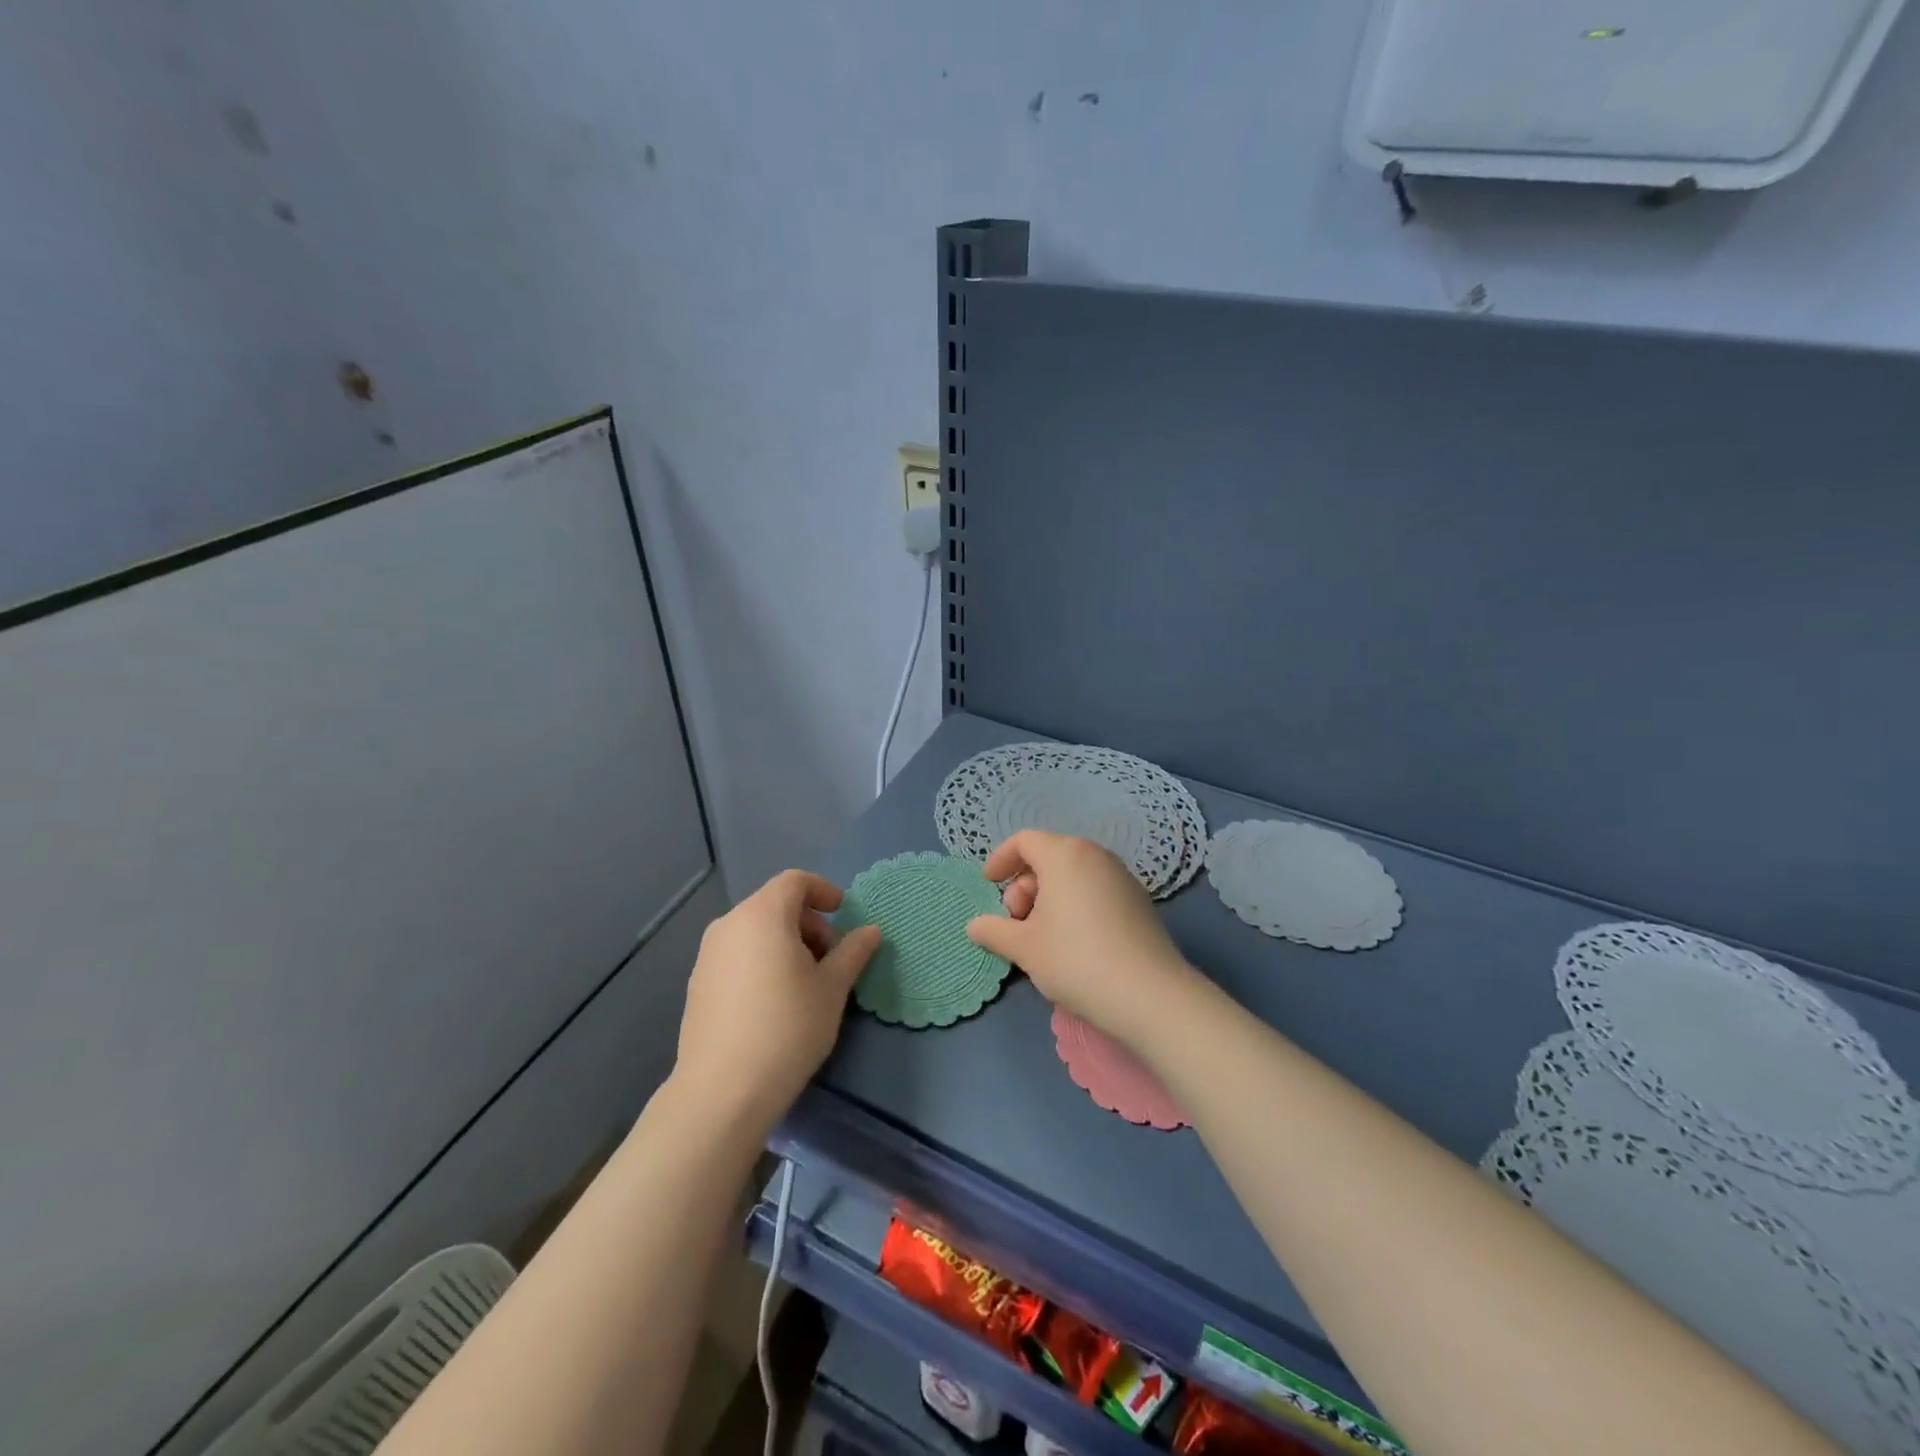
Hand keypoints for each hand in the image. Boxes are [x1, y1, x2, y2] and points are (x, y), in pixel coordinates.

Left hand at [674, 870, 881, 1128]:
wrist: (722, 1091)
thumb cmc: (788, 1027)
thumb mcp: (832, 988)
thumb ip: (853, 951)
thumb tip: (870, 931)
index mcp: (763, 914)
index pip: (795, 881)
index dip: (824, 891)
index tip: (843, 915)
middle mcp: (729, 924)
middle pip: (775, 904)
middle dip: (808, 923)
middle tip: (830, 959)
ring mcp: (707, 954)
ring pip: (755, 930)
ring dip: (786, 942)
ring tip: (805, 983)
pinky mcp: (698, 983)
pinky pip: (737, 954)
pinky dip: (761, 960)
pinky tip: (774, 1002)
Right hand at [963, 831, 1196, 1048]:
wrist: (1148, 995)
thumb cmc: (1075, 960)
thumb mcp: (1024, 948)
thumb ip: (994, 931)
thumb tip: (974, 926)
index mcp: (1064, 854)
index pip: (1024, 841)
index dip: (1001, 859)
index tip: (988, 884)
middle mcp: (1095, 855)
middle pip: (1049, 856)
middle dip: (1024, 885)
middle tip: (1015, 922)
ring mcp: (1122, 876)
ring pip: (1073, 874)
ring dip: (1049, 897)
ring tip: (1041, 936)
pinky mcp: (1139, 900)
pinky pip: (1095, 889)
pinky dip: (1075, 904)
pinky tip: (1073, 942)